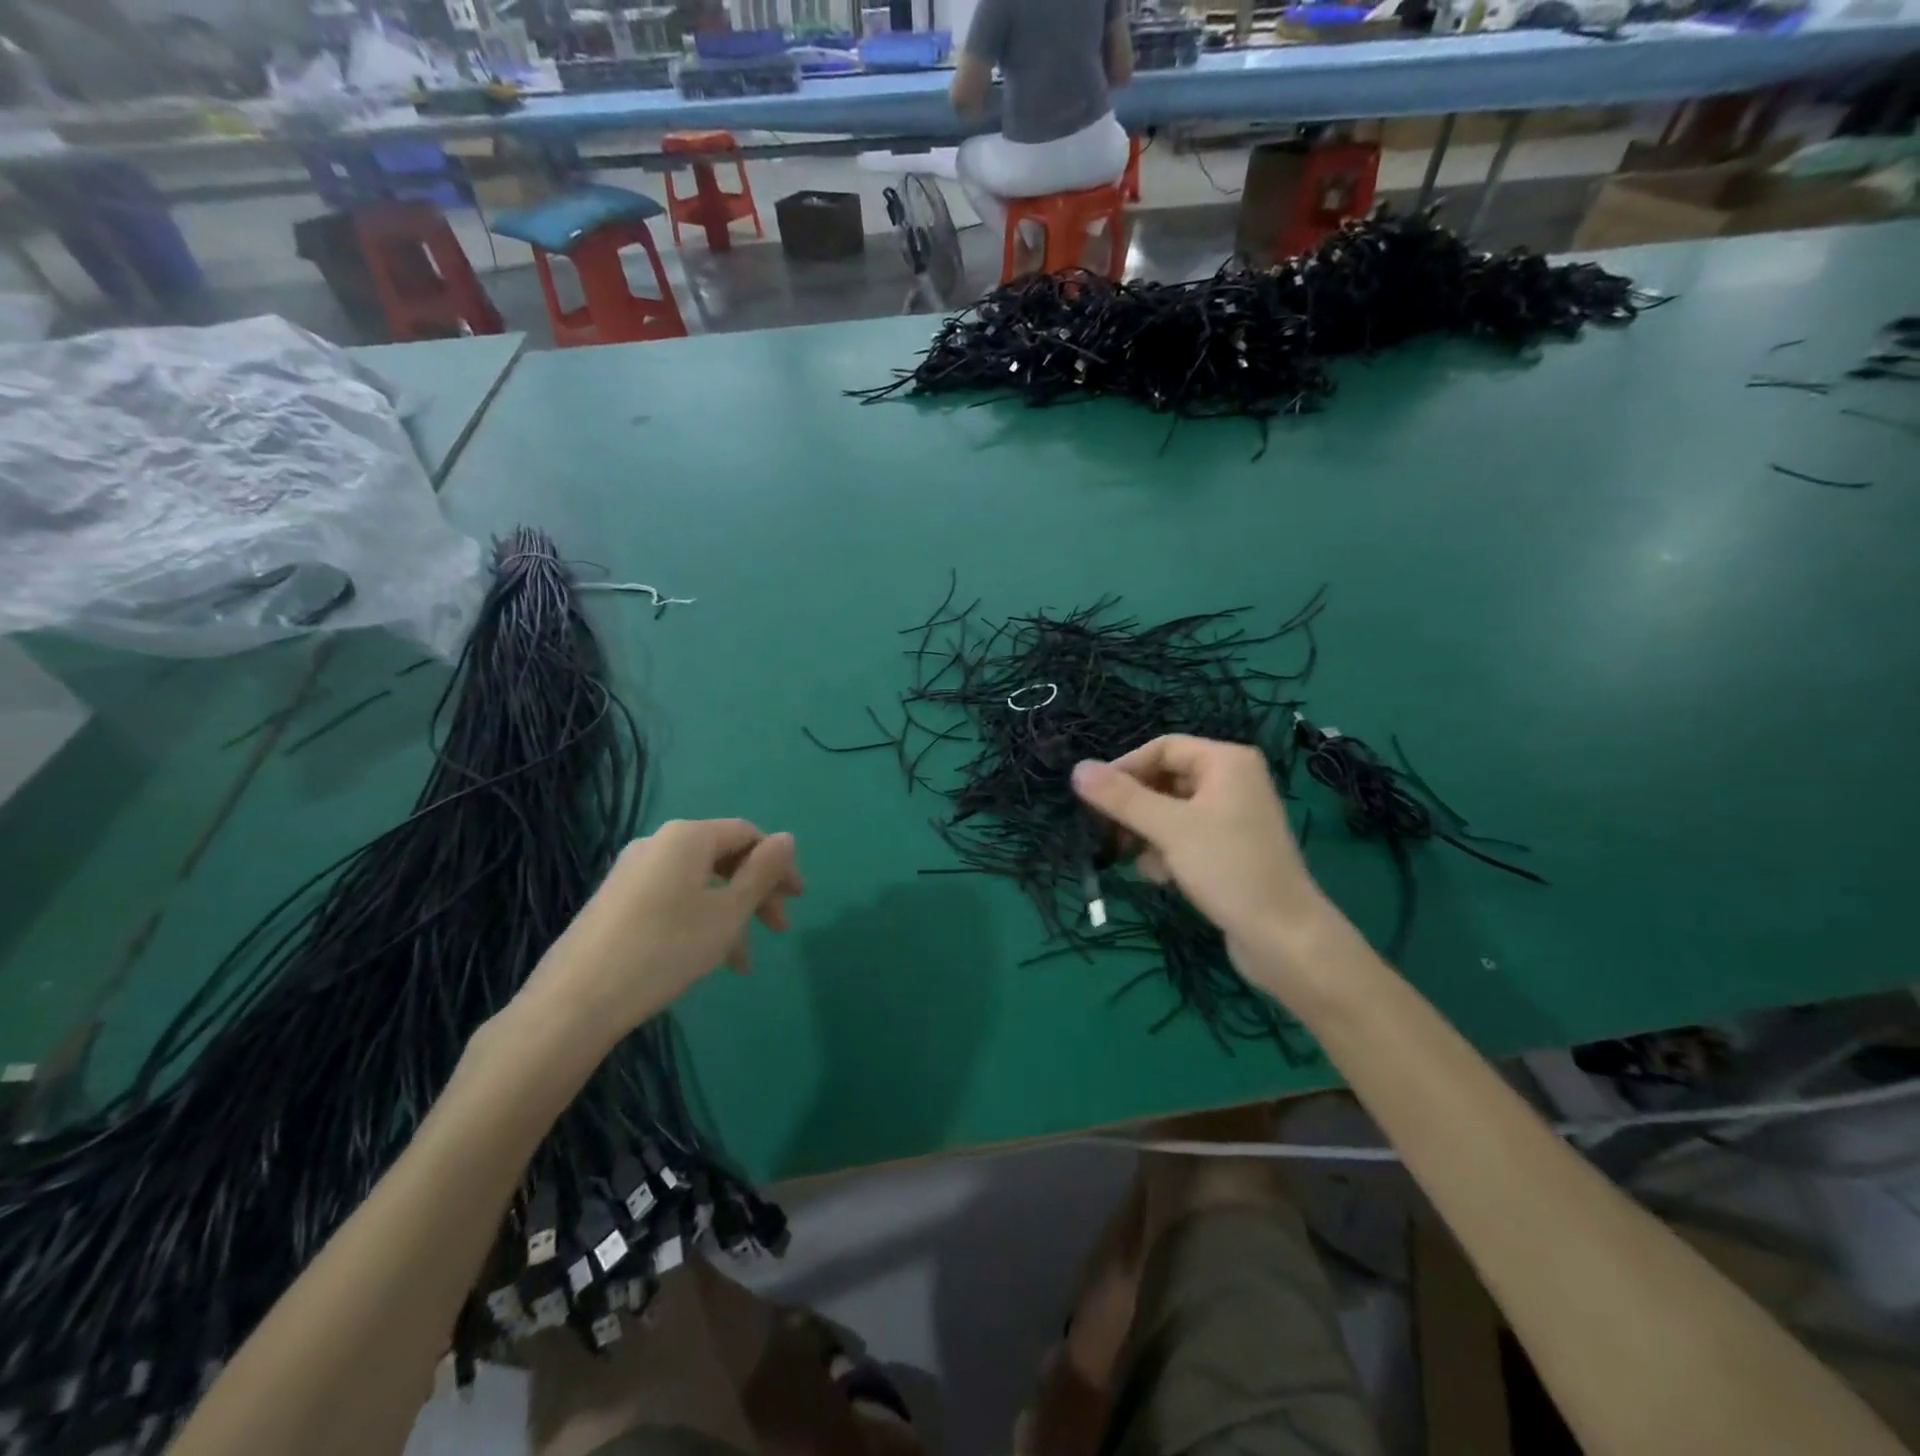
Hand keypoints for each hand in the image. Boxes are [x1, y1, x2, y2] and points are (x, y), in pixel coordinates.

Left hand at [518, 819, 802, 1044]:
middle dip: (756, 893)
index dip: (778, 864)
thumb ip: (762, 873)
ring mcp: (632, 872)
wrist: (575, 1002)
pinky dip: (699, 921)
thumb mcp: (727, 913)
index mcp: (688, 837)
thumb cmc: (665, 949)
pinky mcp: (616, 901)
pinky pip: (673, 899)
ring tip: (741, 964)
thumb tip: (786, 838)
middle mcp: (658, 843)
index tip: (797, 900)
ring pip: (699, 885)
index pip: (747, 834)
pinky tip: (705, 960)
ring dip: (729, 916)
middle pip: (723, 858)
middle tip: (779, 930)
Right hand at [1071, 737, 1347, 997]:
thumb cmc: (1228, 869)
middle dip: (1134, 807)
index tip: (1094, 799)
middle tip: (1106, 832)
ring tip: (1134, 861)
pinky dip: (1166, 852)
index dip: (1125, 769)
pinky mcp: (1228, 850)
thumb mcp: (1169, 829)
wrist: (1284, 938)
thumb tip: (1077, 768)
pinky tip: (1161, 878)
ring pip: (1169, 812)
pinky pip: (1184, 837)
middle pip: (1164, 780)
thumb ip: (1121, 798)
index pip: (1162, 748)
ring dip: (1146, 834)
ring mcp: (1231, 817)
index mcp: (1226, 762)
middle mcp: (1231, 781)